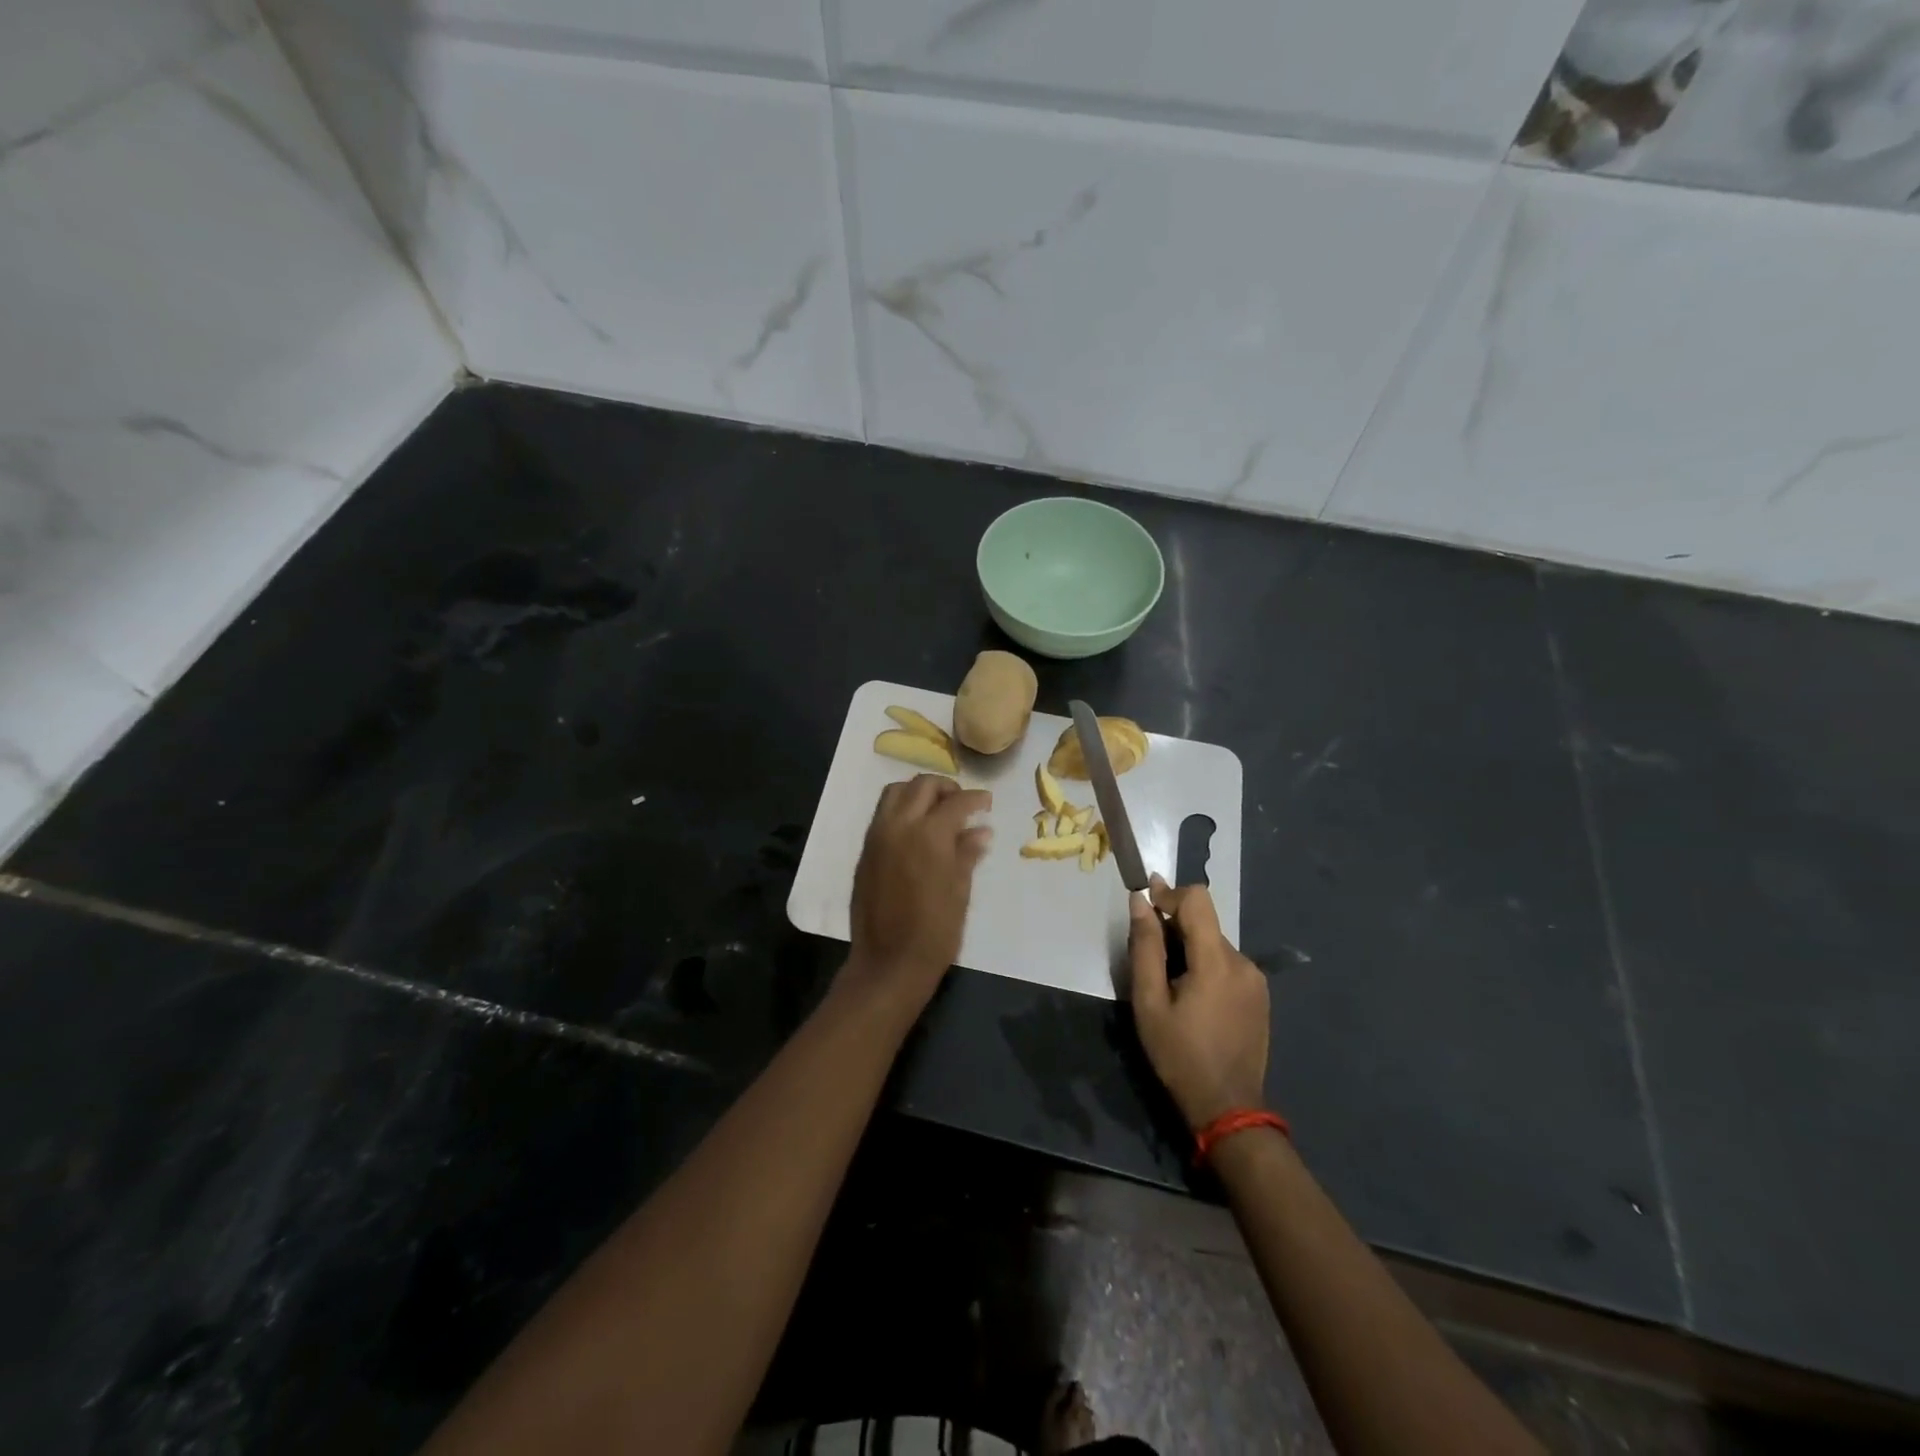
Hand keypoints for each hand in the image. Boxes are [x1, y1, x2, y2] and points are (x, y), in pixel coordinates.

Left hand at [844, 774, 992, 1010]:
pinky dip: (901, 808)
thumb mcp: (960, 891)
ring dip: (918, 792)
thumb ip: (968, 853)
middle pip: (922, 785)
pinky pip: (882, 814)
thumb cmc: (935, 931)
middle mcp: (899, 825)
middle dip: (946, 787)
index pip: (956, 802)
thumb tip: (981, 830)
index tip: (987, 802)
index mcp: (929, 835)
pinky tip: (916, 828)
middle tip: (962, 803)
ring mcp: (877, 836)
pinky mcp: (865, 850)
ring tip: (936, 809)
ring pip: (895, 792)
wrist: (888, 962)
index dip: (976, 798)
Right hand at [1129, 874, 1269, 1127]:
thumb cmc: (1179, 1055)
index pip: (1198, 899)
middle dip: (1174, 928)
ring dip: (1190, 949)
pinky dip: (1206, 966)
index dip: (1169, 894)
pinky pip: (1228, 964)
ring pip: (1215, 944)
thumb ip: (1145, 947)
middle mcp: (1243, 962)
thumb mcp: (1149, 1002)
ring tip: (1170, 985)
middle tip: (1149, 957)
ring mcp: (1256, 980)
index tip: (1145, 903)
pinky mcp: (1260, 996)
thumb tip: (1140, 901)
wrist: (1228, 1108)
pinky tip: (1193, 998)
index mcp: (1216, 961)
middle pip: (1204, 923)